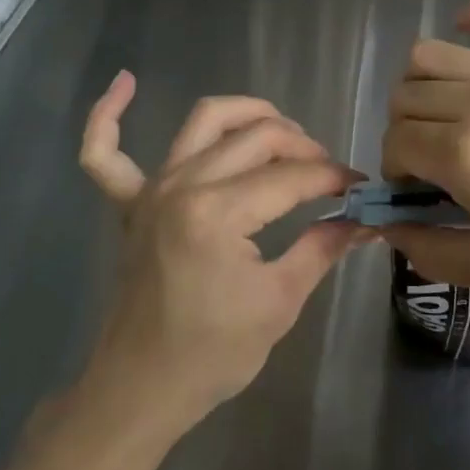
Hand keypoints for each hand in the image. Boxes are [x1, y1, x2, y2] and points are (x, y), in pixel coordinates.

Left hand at [78, 72, 370, 429]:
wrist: (142, 388)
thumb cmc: (213, 354)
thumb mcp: (279, 302)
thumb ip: (322, 249)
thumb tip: (365, 220)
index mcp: (218, 213)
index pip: (292, 177)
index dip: (334, 178)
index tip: (361, 189)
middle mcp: (183, 185)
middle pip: (257, 137)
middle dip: (303, 147)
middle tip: (328, 174)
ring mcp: (151, 189)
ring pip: (203, 121)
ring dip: (247, 113)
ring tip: (281, 129)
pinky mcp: (130, 203)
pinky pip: (104, 153)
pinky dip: (107, 115)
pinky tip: (125, 81)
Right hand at [382, 0, 469, 306]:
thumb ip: (430, 252)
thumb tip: (390, 227)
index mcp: (465, 154)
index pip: (396, 143)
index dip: (396, 171)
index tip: (418, 192)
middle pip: (406, 98)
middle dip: (404, 133)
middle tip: (433, 162)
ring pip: (432, 53)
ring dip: (422, 85)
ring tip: (446, 113)